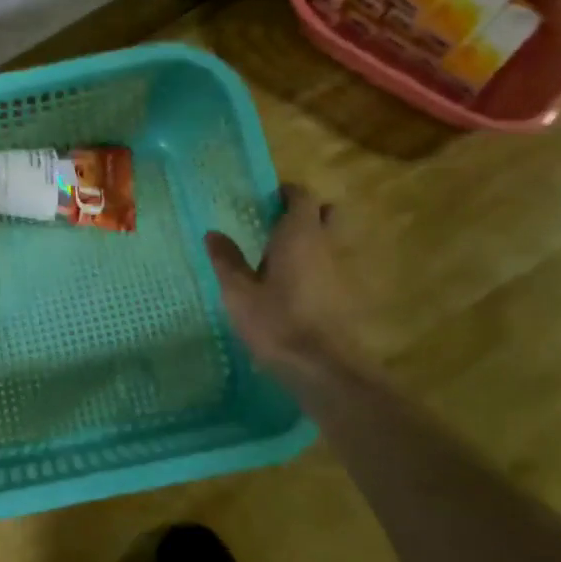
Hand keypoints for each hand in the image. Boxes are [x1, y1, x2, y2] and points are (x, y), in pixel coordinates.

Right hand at [204, 184, 364, 383]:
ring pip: (331, 241)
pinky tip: (294, 288)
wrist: (325, 368)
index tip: (266, 198)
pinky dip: (316, 267)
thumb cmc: (277, 323)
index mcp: (300, 235)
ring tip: (279, 258)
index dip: (286, 192)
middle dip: (306, 212)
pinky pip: (331, 267)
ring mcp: (342, 271)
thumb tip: (213, 233)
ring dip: (311, 241)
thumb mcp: (239, 293)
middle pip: (326, 214)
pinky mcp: (347, 296)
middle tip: (276, 224)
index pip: (302, 196)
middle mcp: (327, 245)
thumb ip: (227, 260)